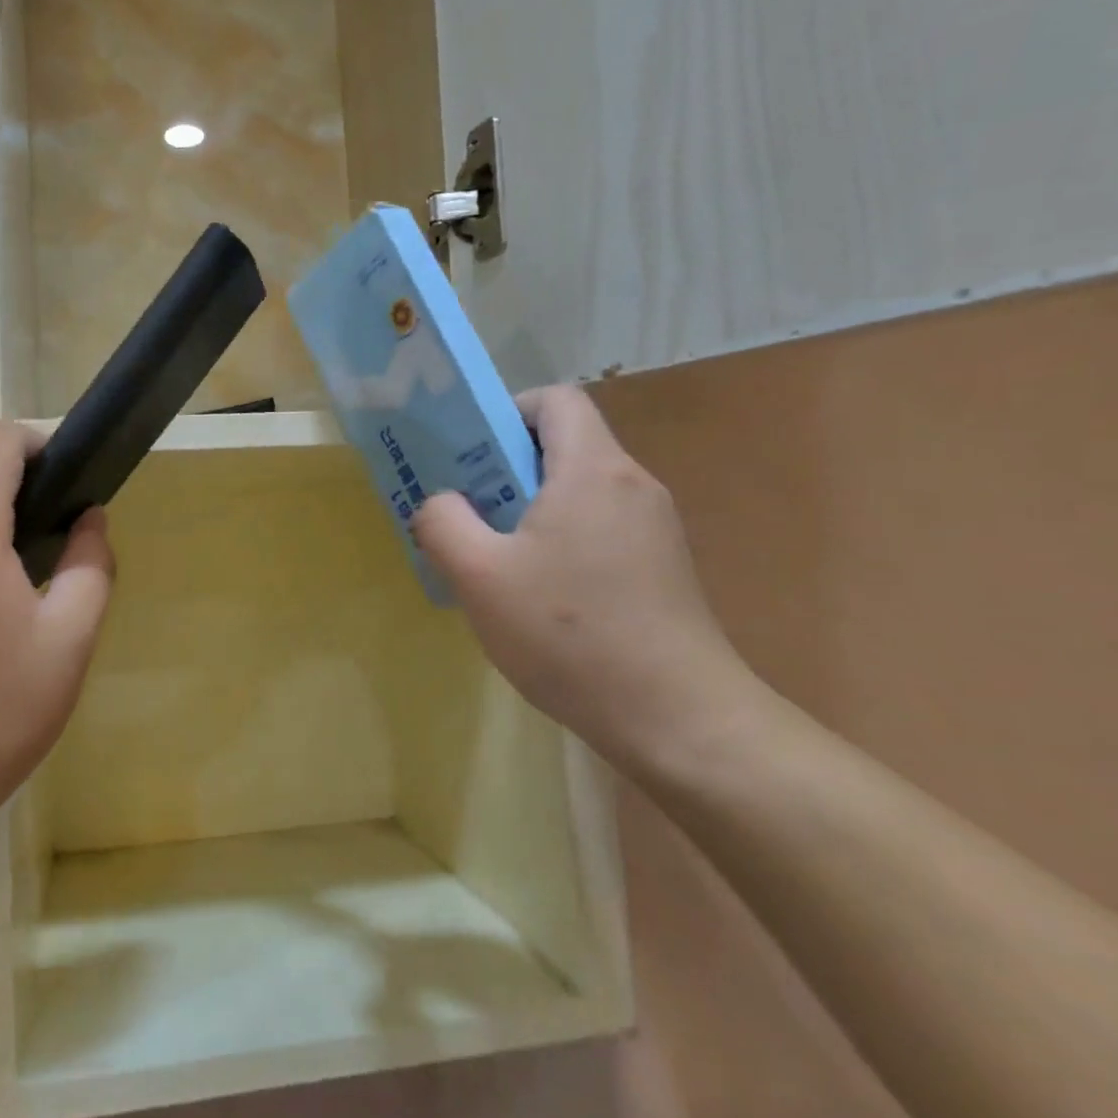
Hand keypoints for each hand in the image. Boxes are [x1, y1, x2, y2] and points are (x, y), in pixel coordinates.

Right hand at [414, 386, 745, 756]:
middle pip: (565, 445)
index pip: (556, 399)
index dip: (508, 411)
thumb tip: (440, 503)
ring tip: (493, 556)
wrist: (676, 718)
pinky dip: (559, 539)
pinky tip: (536, 594)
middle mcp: (632, 485)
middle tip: (466, 510)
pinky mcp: (662, 567)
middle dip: (506, 467)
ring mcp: (654, 528)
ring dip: (529, 509)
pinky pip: (599, 527)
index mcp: (593, 470)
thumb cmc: (569, 634)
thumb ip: (442, 522)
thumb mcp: (479, 575)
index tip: (471, 454)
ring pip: (579, 490)